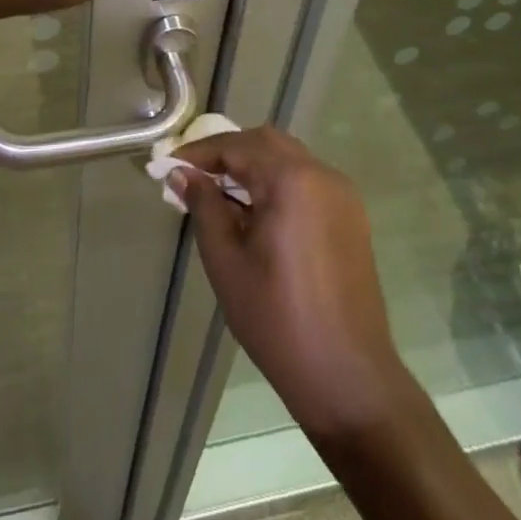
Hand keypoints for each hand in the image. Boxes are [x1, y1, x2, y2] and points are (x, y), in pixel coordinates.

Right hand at [173, 127, 408, 437]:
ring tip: (220, 193)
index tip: (169, 166)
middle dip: (227, 152)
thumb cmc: (278, 320)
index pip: (236, 146)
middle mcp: (321, 173)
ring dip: (253, 164)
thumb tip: (182, 174)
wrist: (348, 377)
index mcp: (291, 180)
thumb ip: (204, 207)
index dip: (199, 153)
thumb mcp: (227, 262)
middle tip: (194, 176)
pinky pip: (307, 178)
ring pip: (288, 157)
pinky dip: (277, 180)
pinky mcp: (351, 214)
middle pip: (265, 142)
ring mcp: (341, 193)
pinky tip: (257, 211)